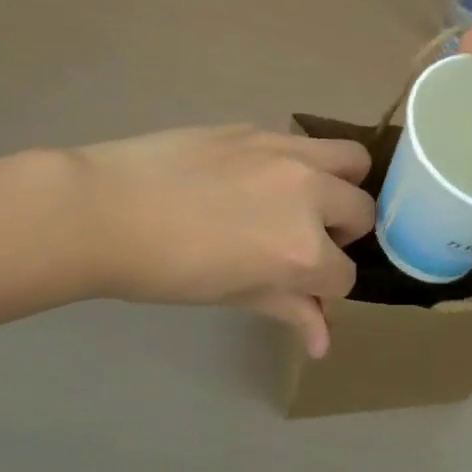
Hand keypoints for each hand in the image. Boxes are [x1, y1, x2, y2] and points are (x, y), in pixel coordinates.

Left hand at [65, 126, 373, 356]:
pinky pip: (303, 143)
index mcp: (302, 250)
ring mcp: (288, 153)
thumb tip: (323, 342)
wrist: (109, 208)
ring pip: (351, 159)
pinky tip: (259, 177)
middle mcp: (309, 194)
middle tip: (306, 241)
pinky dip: (301, 163)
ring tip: (306, 198)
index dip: (326, 287)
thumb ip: (287, 309)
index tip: (304, 288)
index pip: (345, 275)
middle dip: (343, 234)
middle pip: (363, 211)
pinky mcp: (262, 128)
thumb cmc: (166, 270)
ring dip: (341, 184)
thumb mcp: (232, 295)